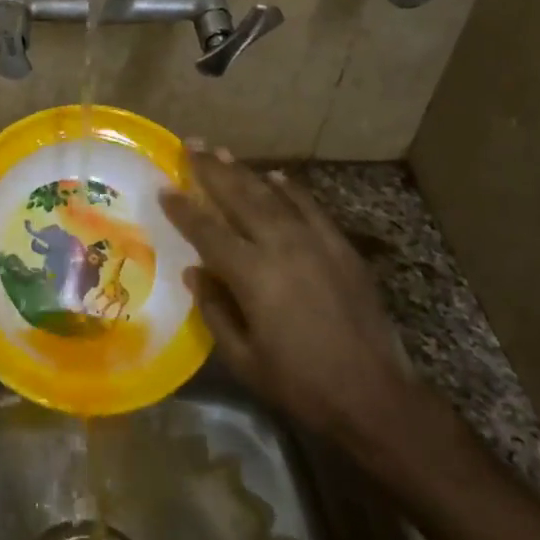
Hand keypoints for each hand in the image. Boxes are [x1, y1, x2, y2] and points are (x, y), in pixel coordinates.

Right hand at [160, 145, 418, 442]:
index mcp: (252, 274)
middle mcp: (281, 246)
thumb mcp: (244, 358)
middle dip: (212, 170)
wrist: (374, 395)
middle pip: (240, 198)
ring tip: (223, 153)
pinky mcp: (341, 248)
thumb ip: (214, 310)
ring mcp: (316, 242)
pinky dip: (291, 190)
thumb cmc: (300, 384)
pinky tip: (277, 177)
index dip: (183, 209)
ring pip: (273, 196)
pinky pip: (311, 208)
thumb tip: (195, 272)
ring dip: (246, 173)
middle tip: (191, 145)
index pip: (208, 230)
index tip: (164, 189)